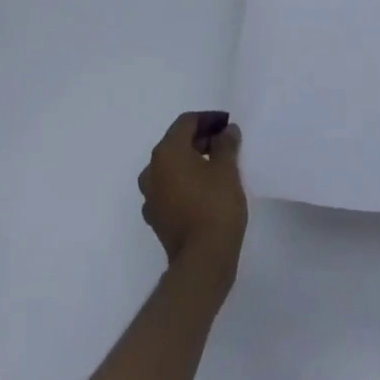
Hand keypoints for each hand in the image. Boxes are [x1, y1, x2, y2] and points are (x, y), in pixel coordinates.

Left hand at [139, 111, 246, 285]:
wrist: (202, 261)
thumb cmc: (215, 206)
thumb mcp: (227, 169)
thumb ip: (226, 143)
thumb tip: (226, 131)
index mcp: (166, 152)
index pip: (186, 122)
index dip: (209, 119)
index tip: (228, 124)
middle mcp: (151, 170)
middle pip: (176, 143)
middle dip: (200, 139)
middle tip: (225, 143)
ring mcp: (150, 196)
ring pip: (172, 167)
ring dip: (192, 161)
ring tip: (217, 166)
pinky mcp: (156, 217)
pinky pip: (170, 189)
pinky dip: (185, 183)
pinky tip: (204, 191)